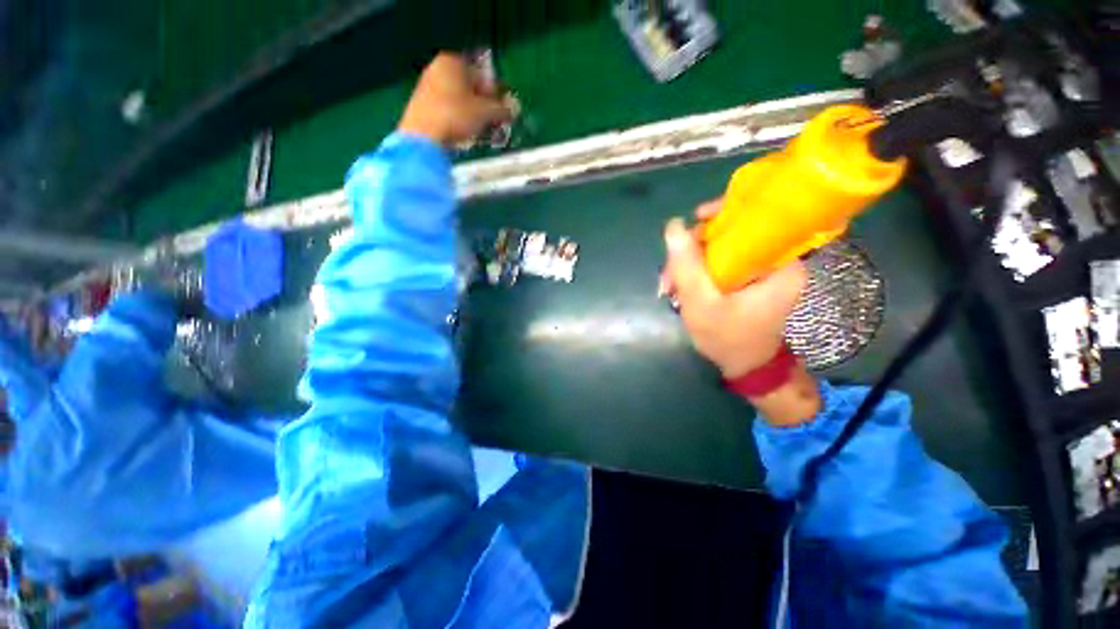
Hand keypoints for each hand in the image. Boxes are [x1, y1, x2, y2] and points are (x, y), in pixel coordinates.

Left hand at [398, 53, 513, 146]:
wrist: (423, 136)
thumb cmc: (456, 116)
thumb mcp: (485, 113)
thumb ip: (502, 110)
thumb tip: (514, 110)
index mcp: (452, 61)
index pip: (482, 73)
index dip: (495, 92)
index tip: (503, 108)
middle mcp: (437, 68)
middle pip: (469, 87)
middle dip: (483, 104)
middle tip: (494, 121)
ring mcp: (426, 86)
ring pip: (458, 100)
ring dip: (472, 114)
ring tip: (481, 131)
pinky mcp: (421, 105)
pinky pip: (447, 109)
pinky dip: (458, 119)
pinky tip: (464, 134)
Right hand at [661, 199, 806, 378]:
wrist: (743, 367)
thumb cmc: (727, 337)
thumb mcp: (701, 301)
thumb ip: (686, 264)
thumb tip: (673, 225)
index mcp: (780, 262)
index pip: (755, 218)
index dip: (722, 213)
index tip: (694, 220)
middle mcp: (776, 260)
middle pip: (731, 234)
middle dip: (694, 249)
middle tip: (670, 272)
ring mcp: (760, 270)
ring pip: (720, 249)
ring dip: (689, 263)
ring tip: (669, 286)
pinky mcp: (747, 279)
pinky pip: (719, 263)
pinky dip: (696, 272)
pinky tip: (678, 287)